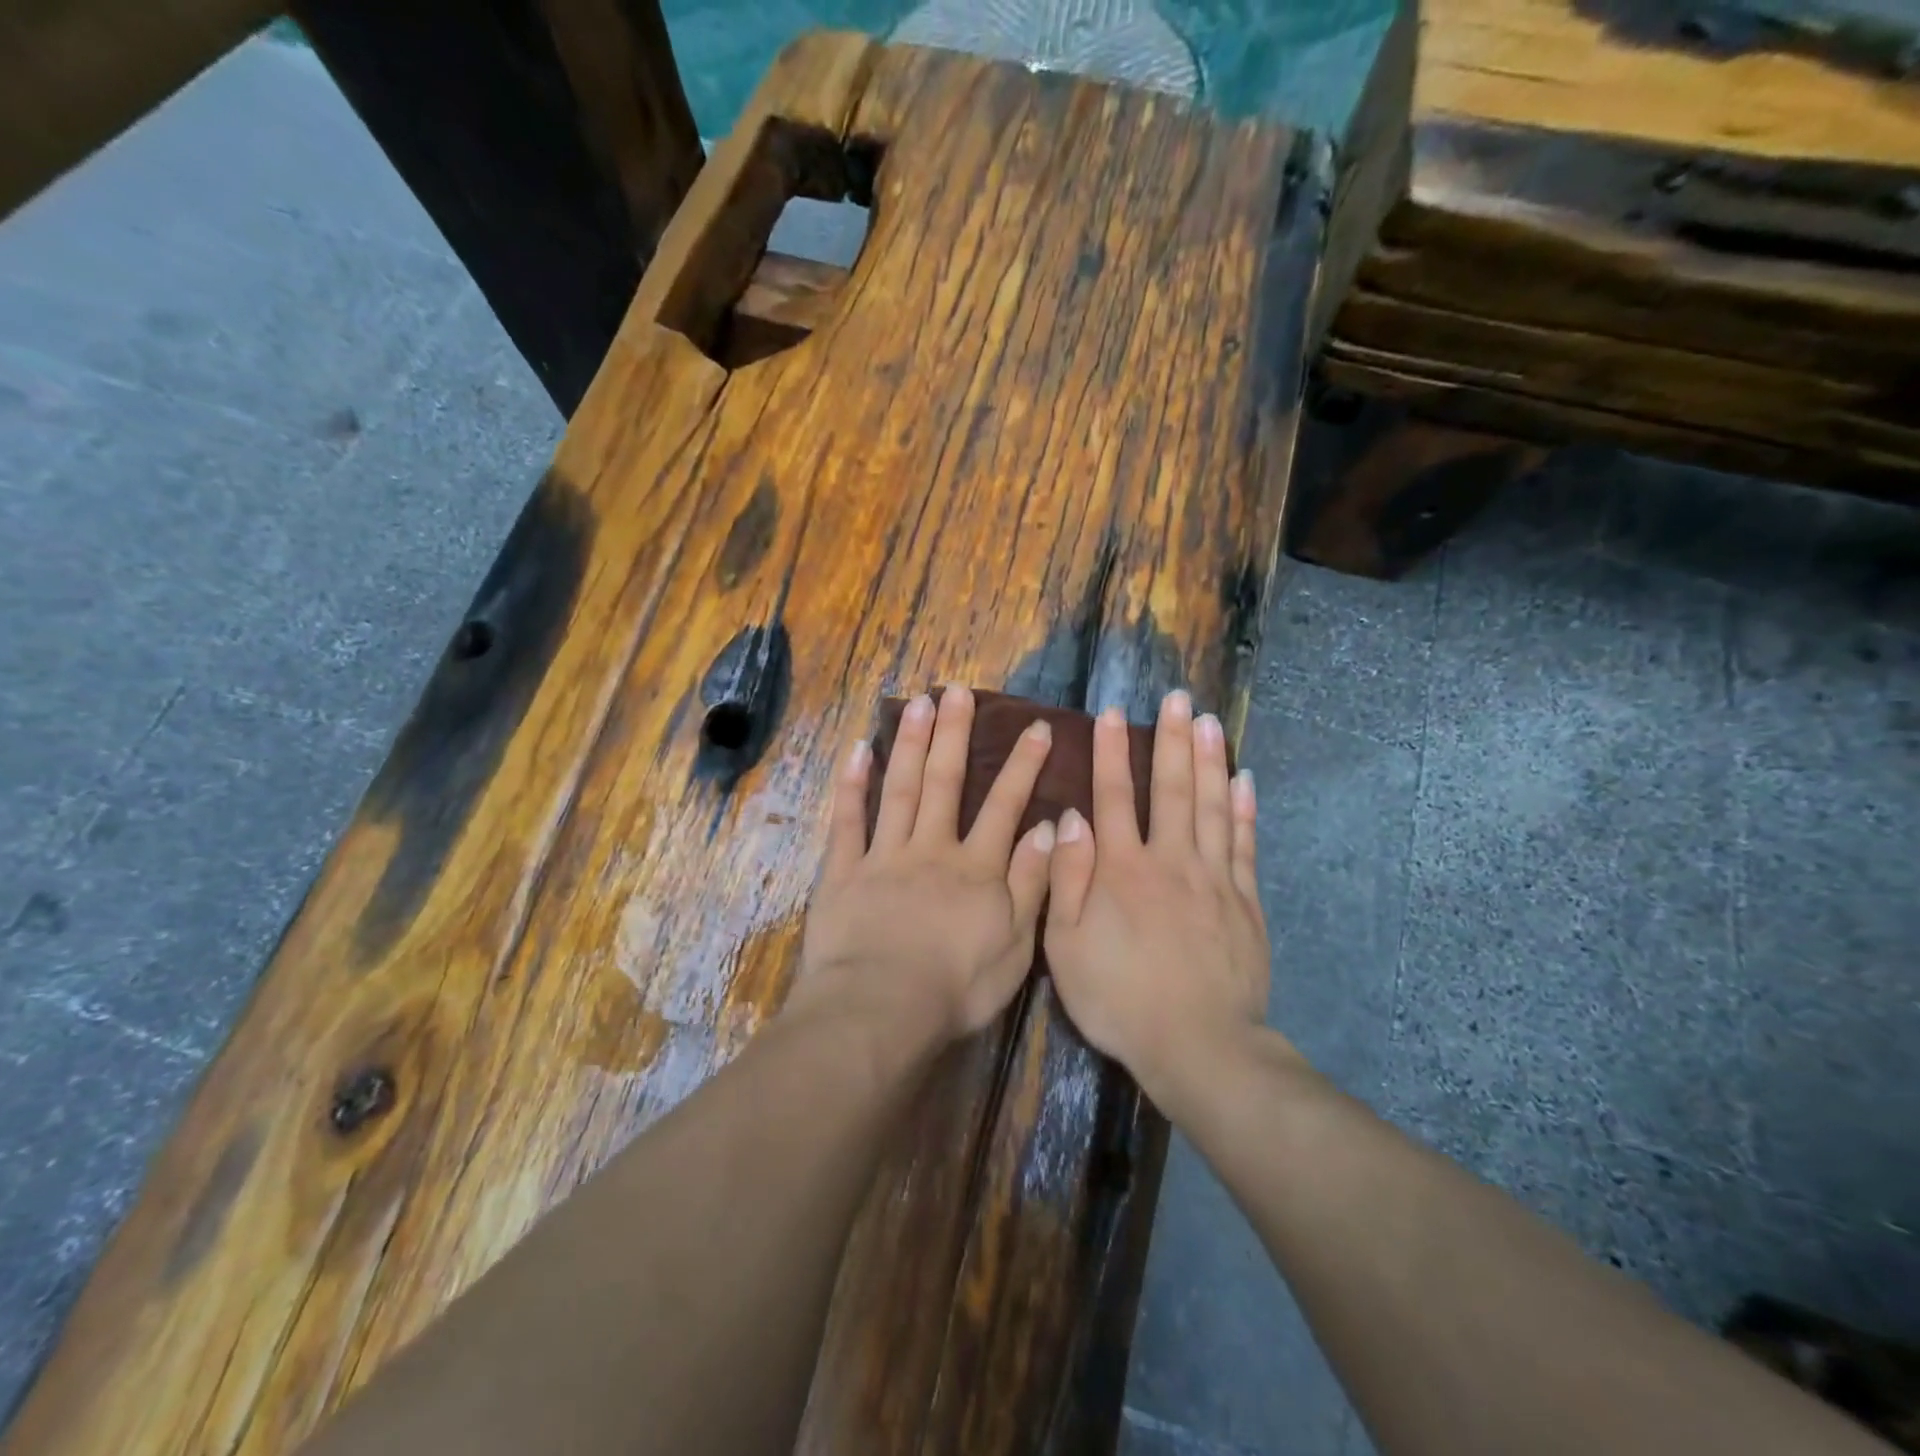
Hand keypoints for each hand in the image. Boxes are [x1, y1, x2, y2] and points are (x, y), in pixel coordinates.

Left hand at [798, 686, 1057, 1041]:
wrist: (882, 1009)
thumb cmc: (957, 986)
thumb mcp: (1016, 944)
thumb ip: (1033, 883)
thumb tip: (1051, 828)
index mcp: (975, 868)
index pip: (1005, 806)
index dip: (1023, 765)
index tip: (1036, 726)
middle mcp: (931, 849)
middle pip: (944, 782)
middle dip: (954, 734)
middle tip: (957, 691)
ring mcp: (884, 857)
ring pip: (899, 789)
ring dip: (909, 743)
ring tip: (916, 702)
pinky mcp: (843, 873)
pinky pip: (847, 822)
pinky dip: (852, 786)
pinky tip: (857, 751)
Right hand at [1044, 690, 1270, 1100]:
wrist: (1197, 1044)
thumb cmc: (1118, 997)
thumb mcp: (1066, 946)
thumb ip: (1067, 878)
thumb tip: (1070, 818)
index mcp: (1121, 870)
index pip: (1113, 796)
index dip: (1111, 752)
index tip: (1113, 714)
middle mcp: (1169, 860)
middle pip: (1171, 789)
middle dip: (1172, 740)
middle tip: (1178, 698)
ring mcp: (1213, 879)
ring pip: (1211, 806)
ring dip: (1209, 760)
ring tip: (1210, 721)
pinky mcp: (1245, 902)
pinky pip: (1244, 844)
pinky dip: (1243, 809)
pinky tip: (1243, 780)